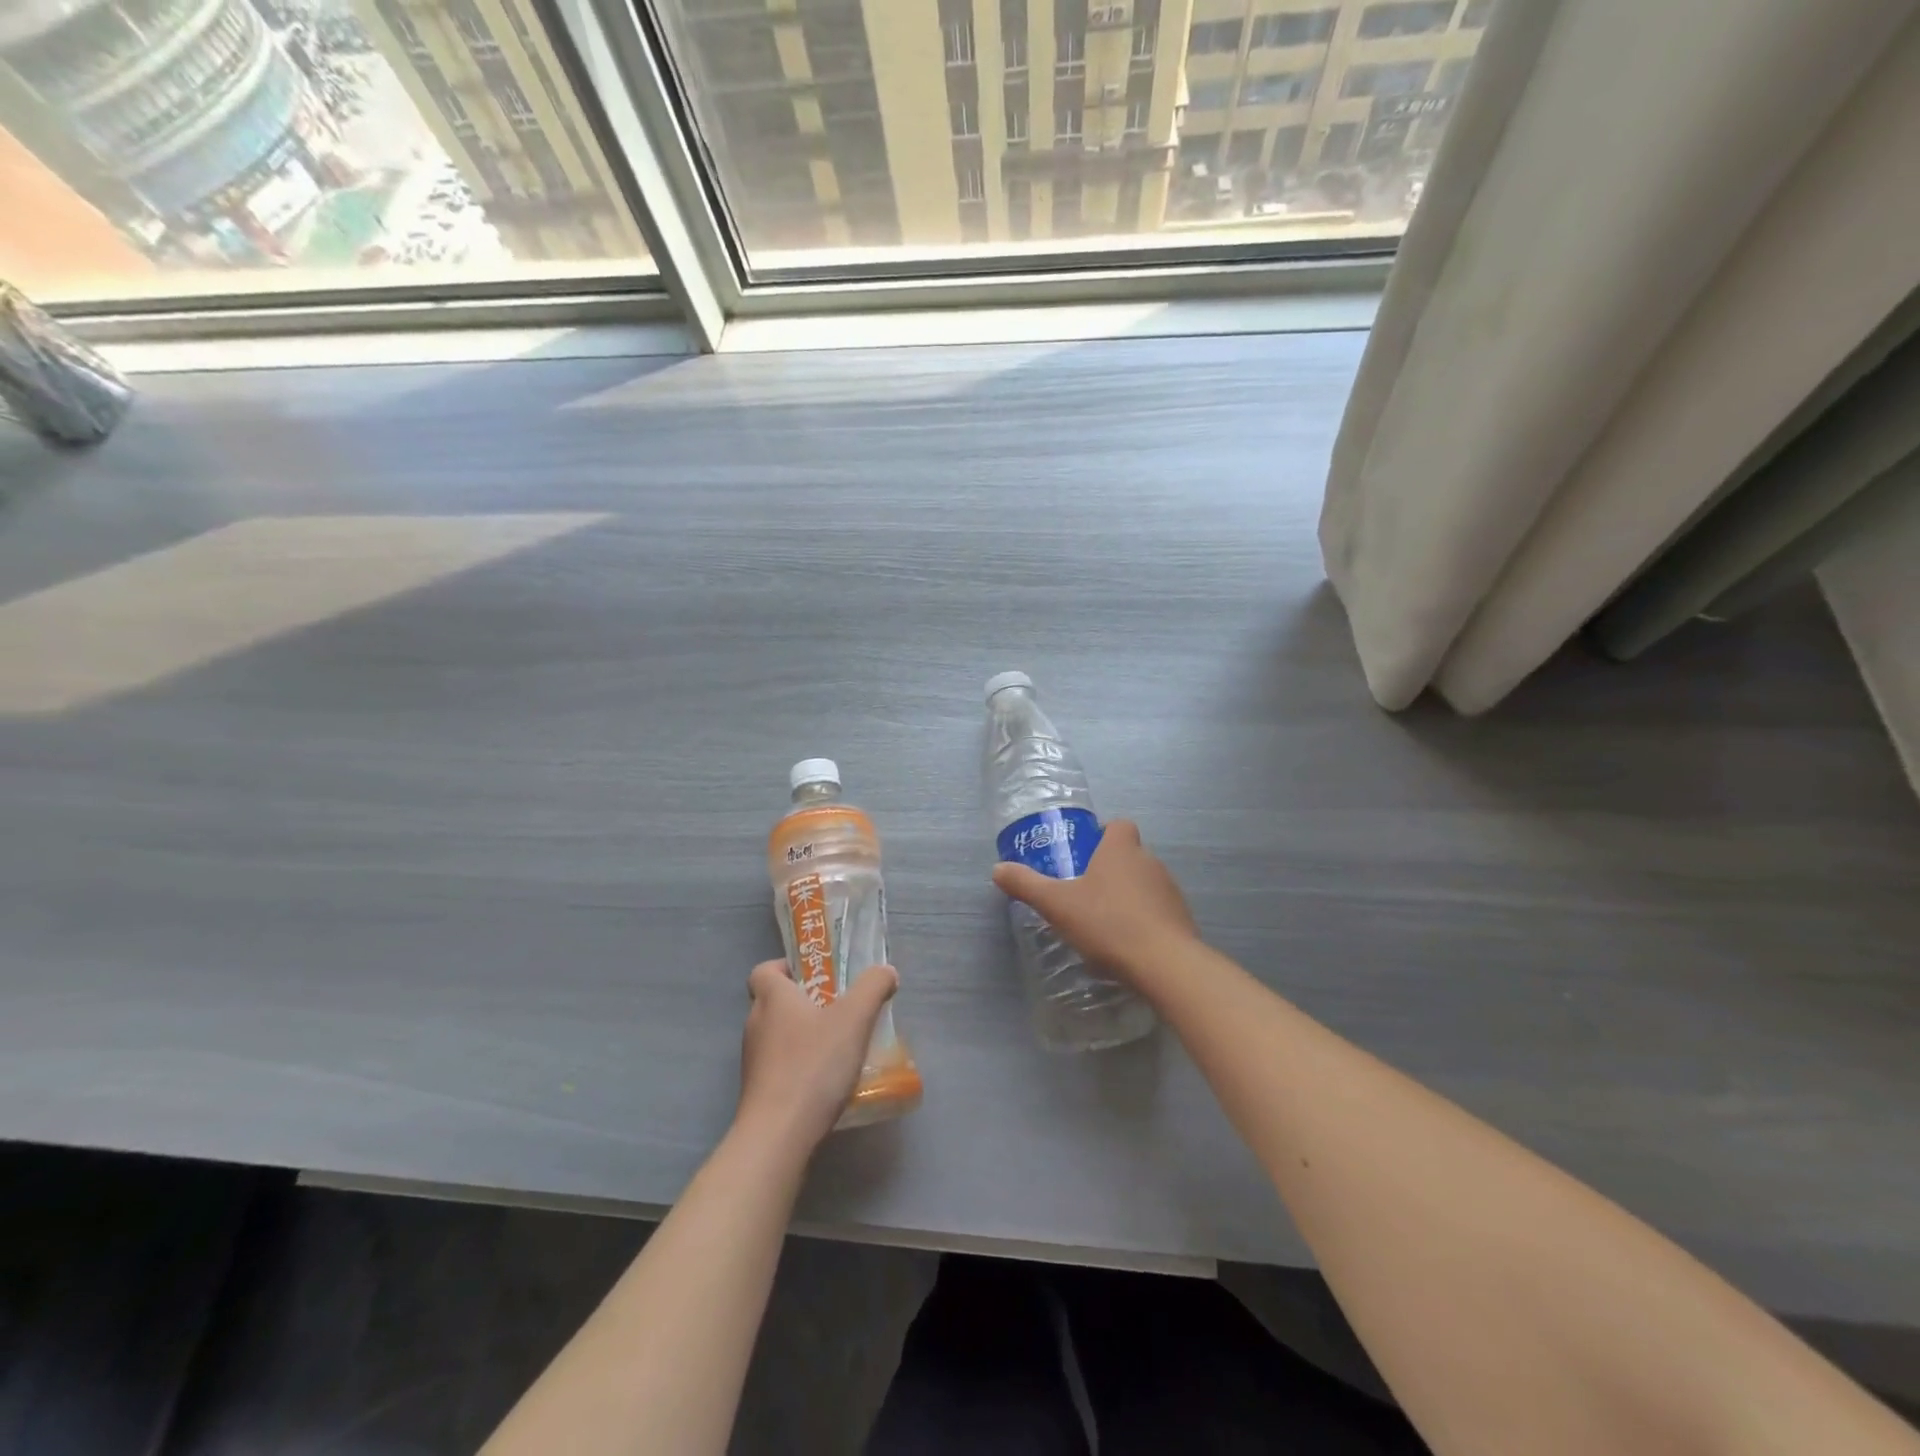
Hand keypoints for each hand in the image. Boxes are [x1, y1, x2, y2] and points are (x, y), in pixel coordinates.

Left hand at [738, 959, 898, 1149]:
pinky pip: (782, 1067)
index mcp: (772, 999)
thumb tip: (885, 971)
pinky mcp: (759, 1093)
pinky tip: (829, 1082)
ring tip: (841, 1048)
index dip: (787, 968)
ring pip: (780, 1036)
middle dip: (807, 1003)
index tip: (816, 976)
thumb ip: (873, 987)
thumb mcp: (854, 1018)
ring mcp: (754, 1062)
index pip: (764, 971)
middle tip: (841, 1009)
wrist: (778, 1136)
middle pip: (776, 1003)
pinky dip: (802, 1067)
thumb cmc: (813, 1065)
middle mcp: (756, 1025)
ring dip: (806, 1037)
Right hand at [992, 820, 1199, 984]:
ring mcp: (1170, 890)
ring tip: (1104, 920)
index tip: (1085, 853)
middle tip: (1085, 891)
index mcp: (1120, 849)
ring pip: (1144, 882)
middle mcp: (1150, 861)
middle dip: (1109, 868)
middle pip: (1129, 854)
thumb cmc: (1108, 923)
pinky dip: (1144, 919)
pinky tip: (1127, 942)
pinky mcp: (1181, 918)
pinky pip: (1157, 909)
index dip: (1103, 834)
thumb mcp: (1057, 904)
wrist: (1164, 964)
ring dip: (1127, 894)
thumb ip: (1027, 885)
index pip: (1118, 825)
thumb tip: (997, 869)